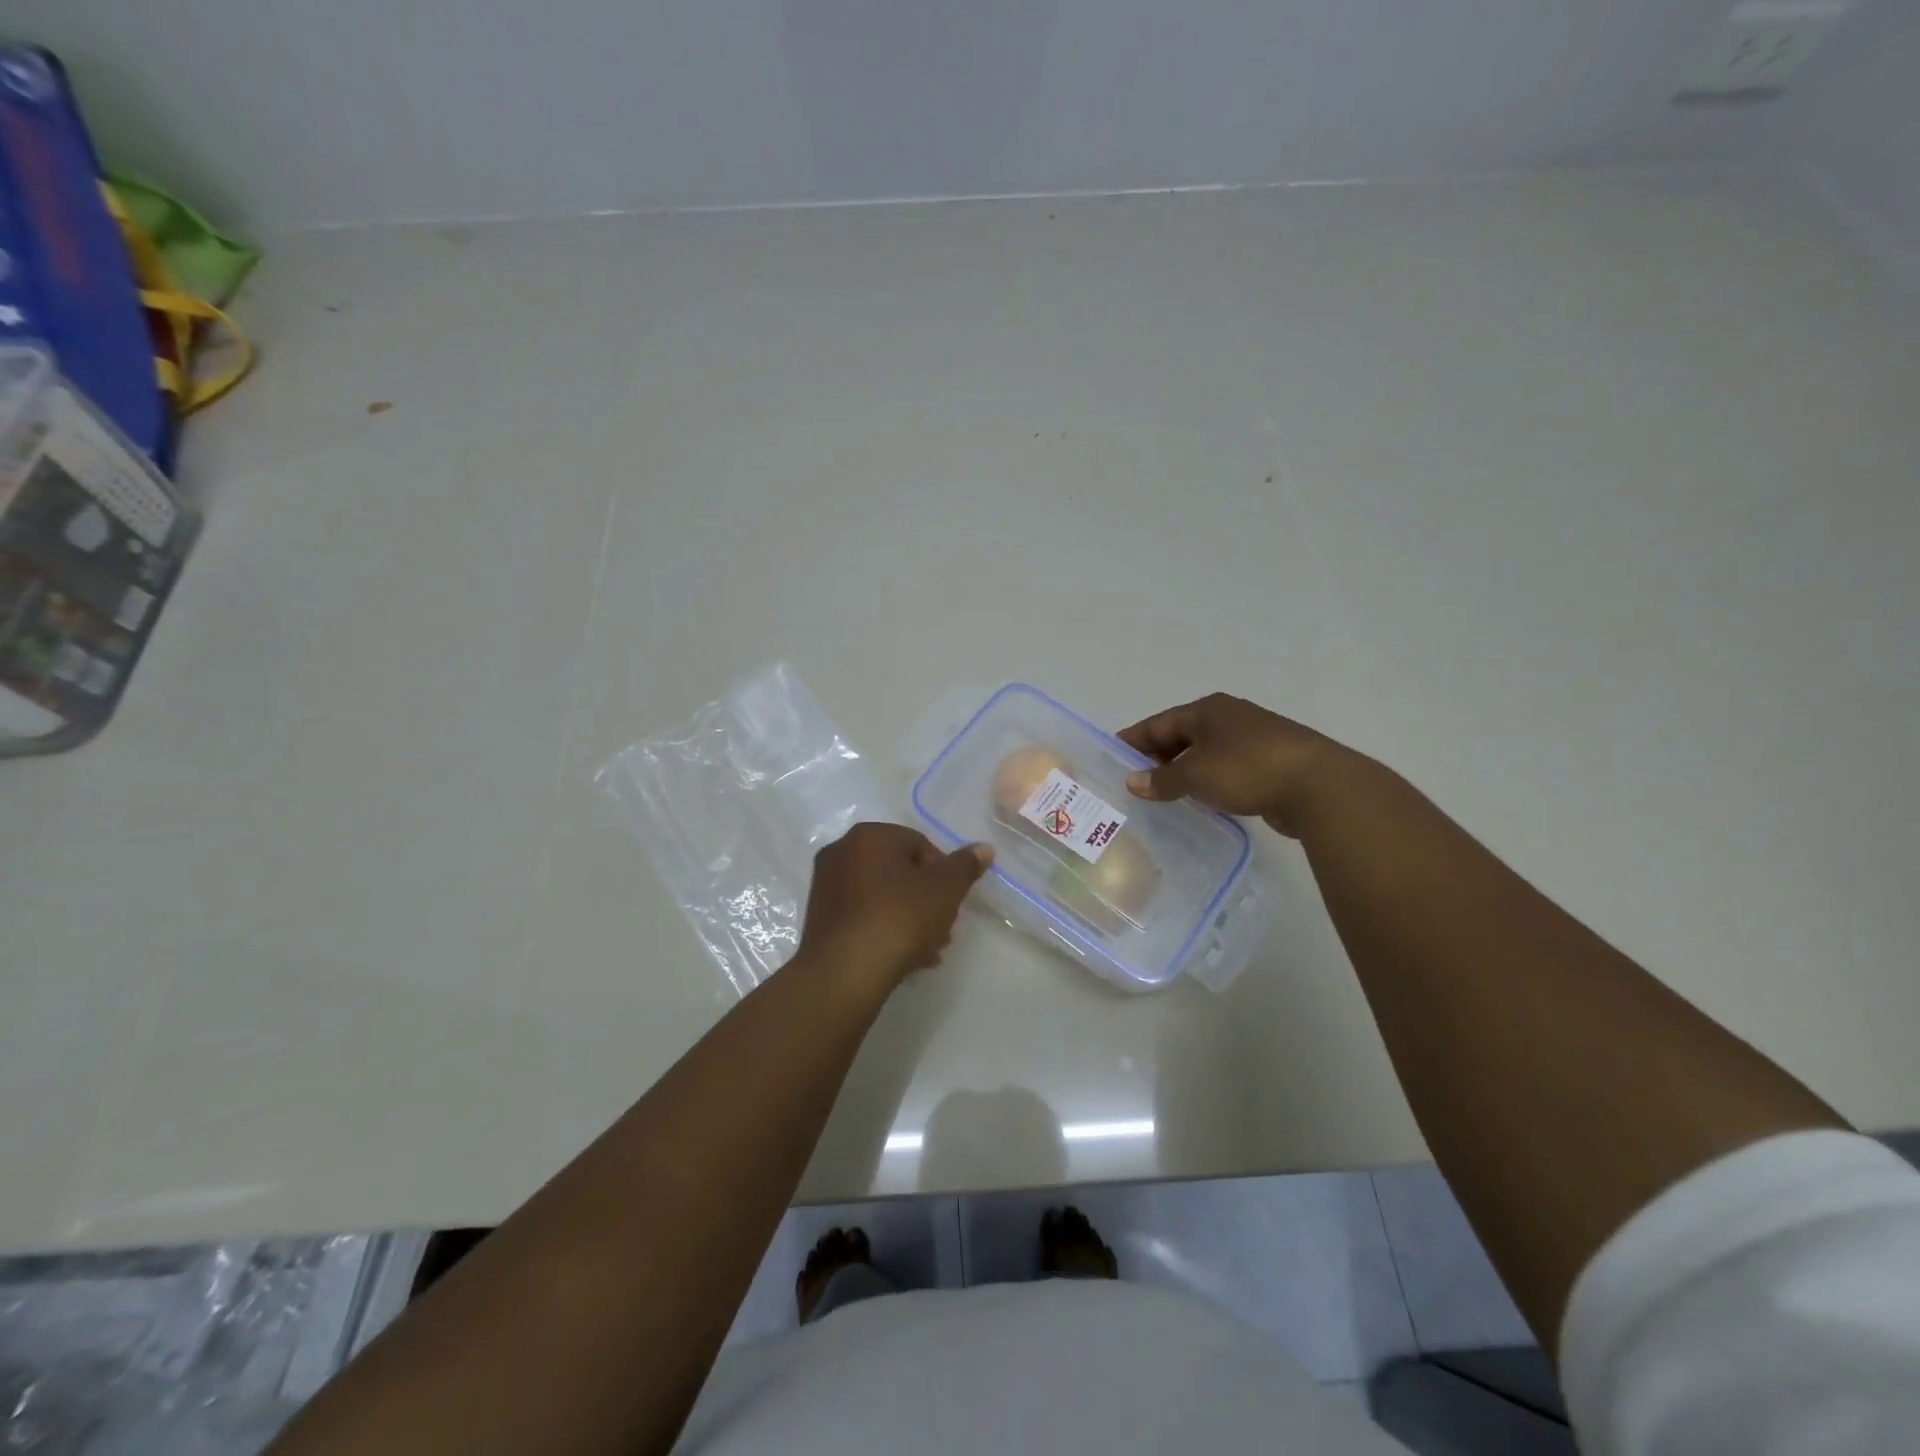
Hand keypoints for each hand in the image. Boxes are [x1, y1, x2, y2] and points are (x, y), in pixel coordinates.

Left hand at [799, 823, 992, 990]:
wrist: (844, 973)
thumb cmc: (899, 919)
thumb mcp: (945, 890)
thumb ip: (965, 866)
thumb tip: (984, 848)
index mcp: (870, 835)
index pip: (920, 845)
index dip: (944, 874)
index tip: (953, 904)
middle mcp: (842, 851)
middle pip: (899, 871)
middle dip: (926, 899)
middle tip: (944, 929)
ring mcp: (826, 885)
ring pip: (882, 896)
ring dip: (909, 918)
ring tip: (929, 951)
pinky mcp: (818, 918)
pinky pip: (863, 915)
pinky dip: (884, 929)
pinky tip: (905, 959)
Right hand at [1116, 693, 1363, 837]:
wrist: (1317, 785)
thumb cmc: (1246, 768)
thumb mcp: (1195, 774)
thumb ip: (1162, 779)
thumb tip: (1133, 781)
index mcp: (1207, 710)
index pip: (1159, 723)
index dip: (1134, 739)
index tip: (1112, 756)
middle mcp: (1228, 717)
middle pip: (1182, 735)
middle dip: (1157, 756)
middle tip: (1135, 780)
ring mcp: (1252, 739)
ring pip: (1205, 753)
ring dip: (1184, 770)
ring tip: (1163, 793)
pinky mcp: (1270, 762)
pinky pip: (1226, 769)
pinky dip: (1208, 781)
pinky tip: (1201, 799)